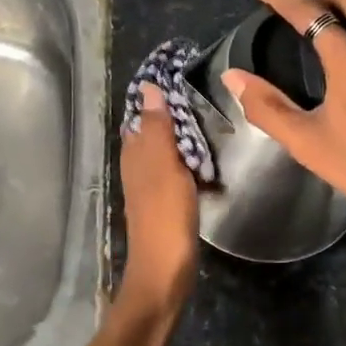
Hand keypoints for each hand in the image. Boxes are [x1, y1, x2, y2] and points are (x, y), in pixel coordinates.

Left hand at [119, 82, 200, 298]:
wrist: (165, 271)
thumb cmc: (165, 214)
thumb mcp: (164, 165)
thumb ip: (158, 128)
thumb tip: (149, 87)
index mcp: (135, 154)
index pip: (141, 115)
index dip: (156, 96)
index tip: (180, 75)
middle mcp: (137, 167)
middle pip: (153, 132)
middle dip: (172, 114)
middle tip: (204, 96)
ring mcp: (150, 187)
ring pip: (164, 152)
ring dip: (182, 138)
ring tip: (210, 121)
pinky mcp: (165, 204)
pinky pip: (176, 172)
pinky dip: (189, 162)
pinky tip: (207, 162)